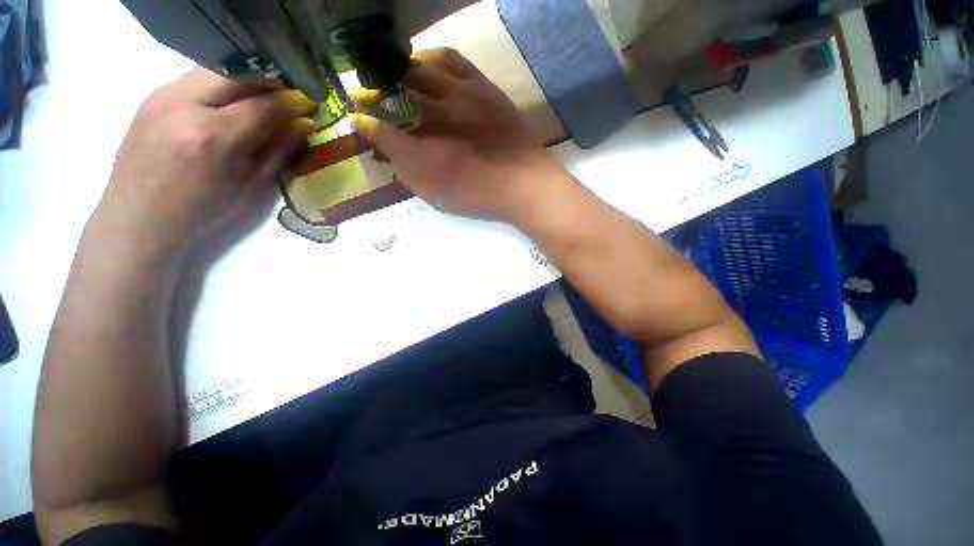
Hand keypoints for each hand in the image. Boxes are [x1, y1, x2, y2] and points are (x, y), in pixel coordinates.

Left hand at [96, 68, 316, 256]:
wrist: (135, 226)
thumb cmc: (189, 218)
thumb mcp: (240, 194)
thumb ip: (275, 153)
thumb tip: (303, 120)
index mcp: (211, 139)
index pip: (266, 103)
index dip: (292, 101)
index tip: (303, 104)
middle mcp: (186, 106)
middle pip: (245, 71)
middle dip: (269, 81)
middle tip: (276, 97)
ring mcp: (165, 95)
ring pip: (220, 68)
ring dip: (240, 81)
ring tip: (241, 102)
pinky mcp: (154, 94)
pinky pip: (195, 77)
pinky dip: (212, 87)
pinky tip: (209, 108)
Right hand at [351, 48, 563, 221]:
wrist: (527, 184)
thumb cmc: (475, 191)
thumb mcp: (428, 186)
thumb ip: (398, 160)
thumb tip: (375, 139)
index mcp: (425, 136)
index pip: (383, 122)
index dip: (365, 117)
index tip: (355, 114)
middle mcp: (445, 104)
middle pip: (405, 78)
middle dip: (383, 81)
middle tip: (374, 88)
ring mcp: (468, 90)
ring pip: (433, 60)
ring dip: (411, 62)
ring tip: (402, 71)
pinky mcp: (487, 86)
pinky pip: (457, 61)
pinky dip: (437, 60)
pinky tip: (432, 69)